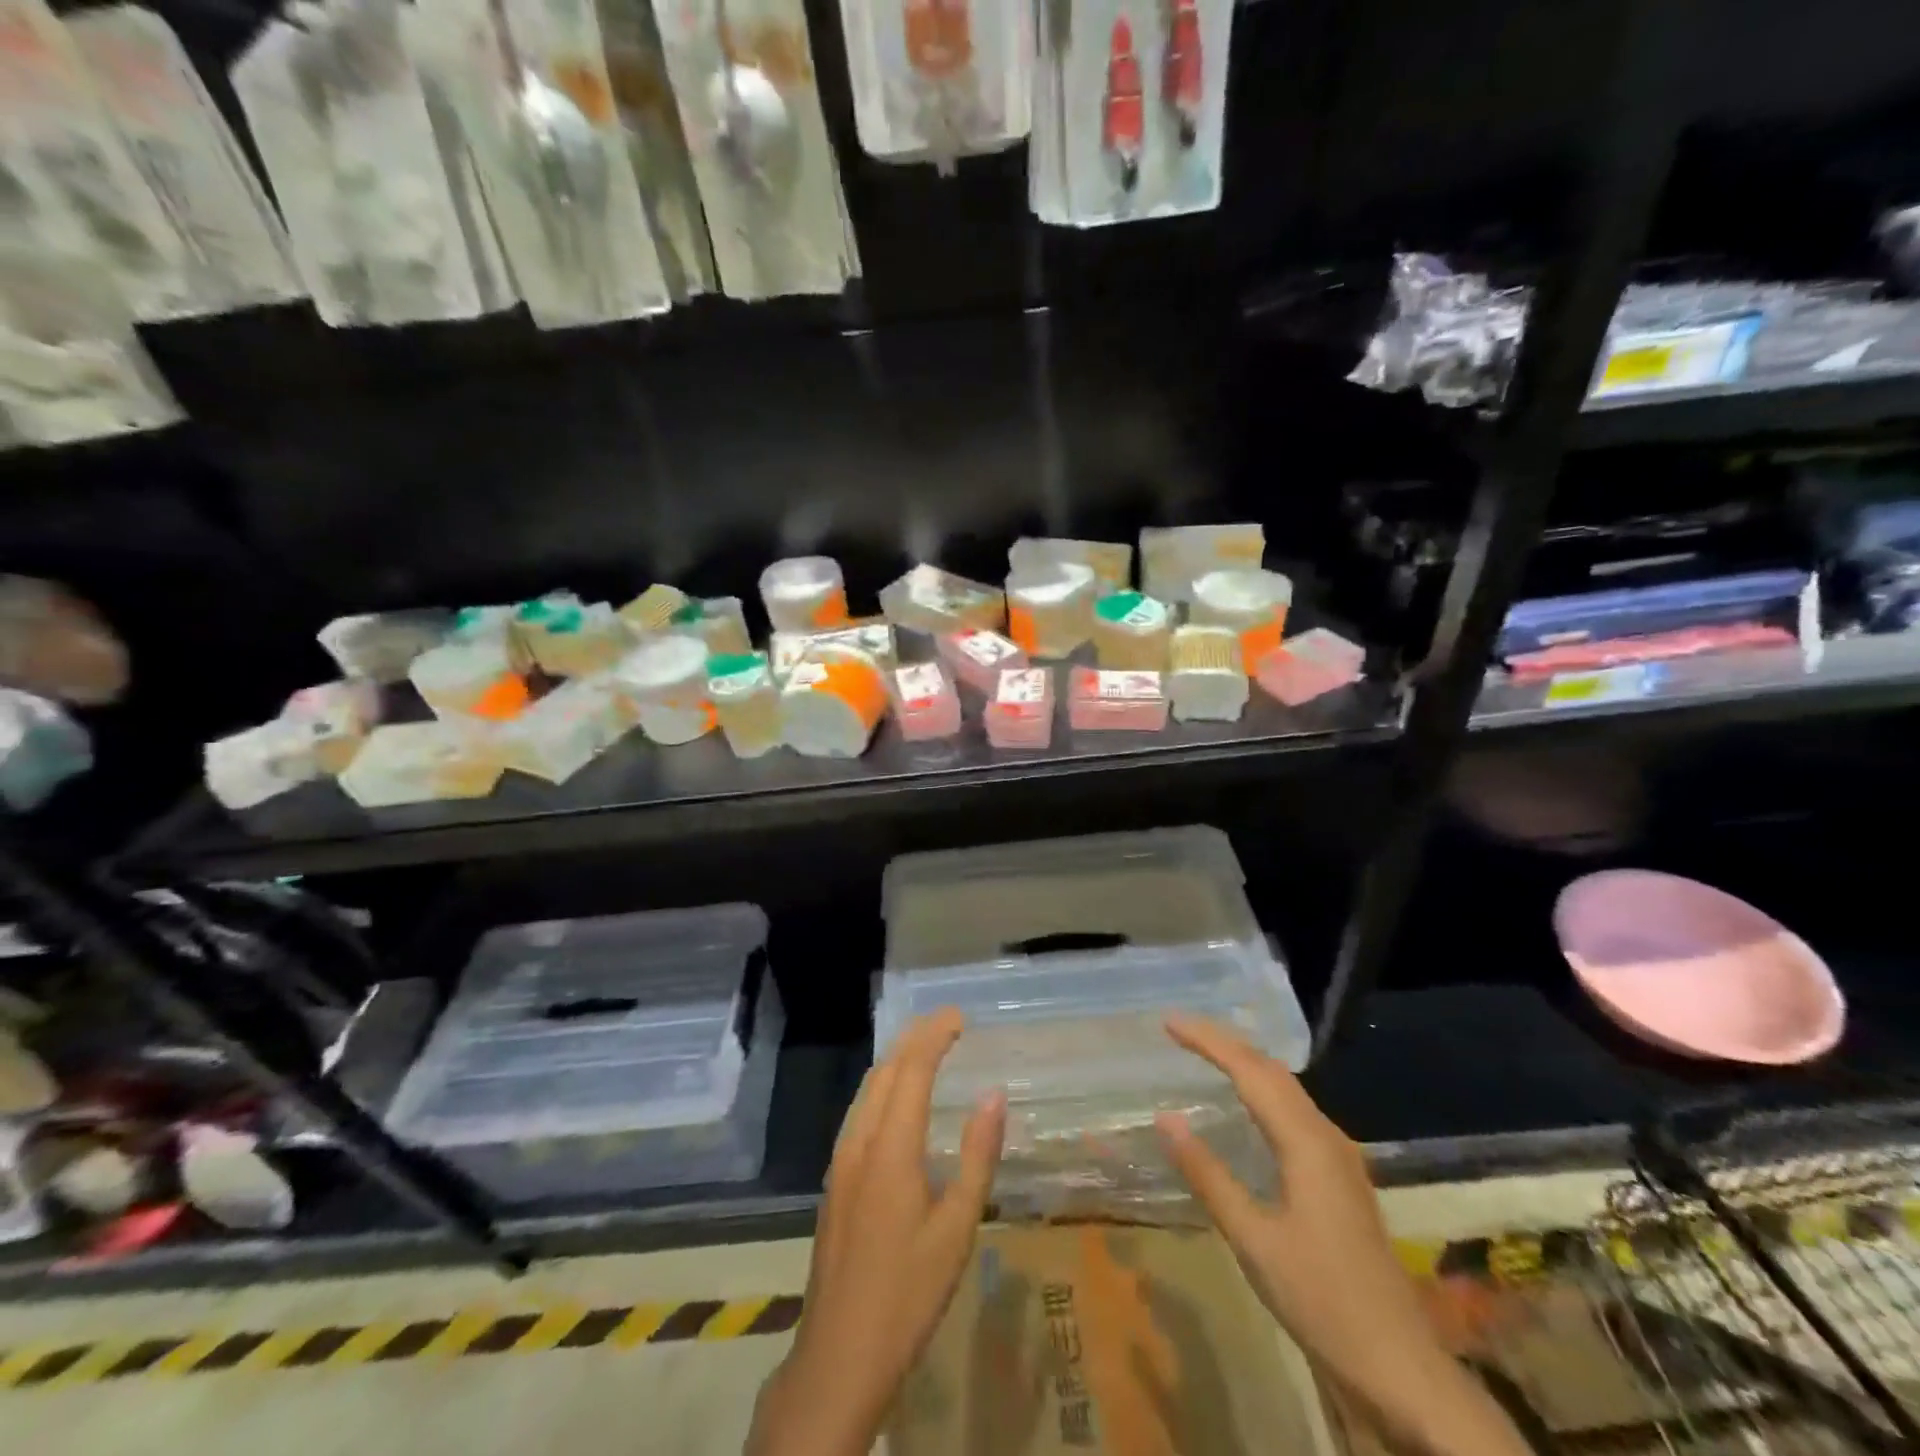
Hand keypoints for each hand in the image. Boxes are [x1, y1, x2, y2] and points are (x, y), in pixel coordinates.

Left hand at [748, 1008, 1004, 1455]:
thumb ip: (977, 1156)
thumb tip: (993, 1095)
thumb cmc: (908, 1293)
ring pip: (866, 1089)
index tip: (959, 1015)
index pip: (912, 1070)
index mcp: (890, 1148)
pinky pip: (858, 1110)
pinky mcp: (834, 1179)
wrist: (839, 1354)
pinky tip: (895, 1097)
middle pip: (885, 1071)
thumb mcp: (957, 1228)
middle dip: (914, 1038)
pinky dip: (882, 1085)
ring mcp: (840, 1160)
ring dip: (895, 1058)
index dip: (934, 1036)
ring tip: (924, 1045)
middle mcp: (859, 1142)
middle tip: (946, 1022)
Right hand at [1156, 1014, 1528, 1455]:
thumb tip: (1165, 1117)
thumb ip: (1208, 1174)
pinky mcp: (1340, 1178)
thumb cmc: (1322, 1300)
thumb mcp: (1253, 1239)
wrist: (1401, 1367)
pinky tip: (1246, 1106)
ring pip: (1287, 1090)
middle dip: (1225, 1043)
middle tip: (1180, 1030)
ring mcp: (1339, 1157)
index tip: (1169, 1021)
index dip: (1208, 1040)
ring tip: (1205, 1053)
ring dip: (1245, 1063)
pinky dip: (1262, 1091)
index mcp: (1307, 1142)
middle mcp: (1327, 1137)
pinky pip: (1294, 1112)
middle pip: (1272, 1071)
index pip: (1250, 1070)